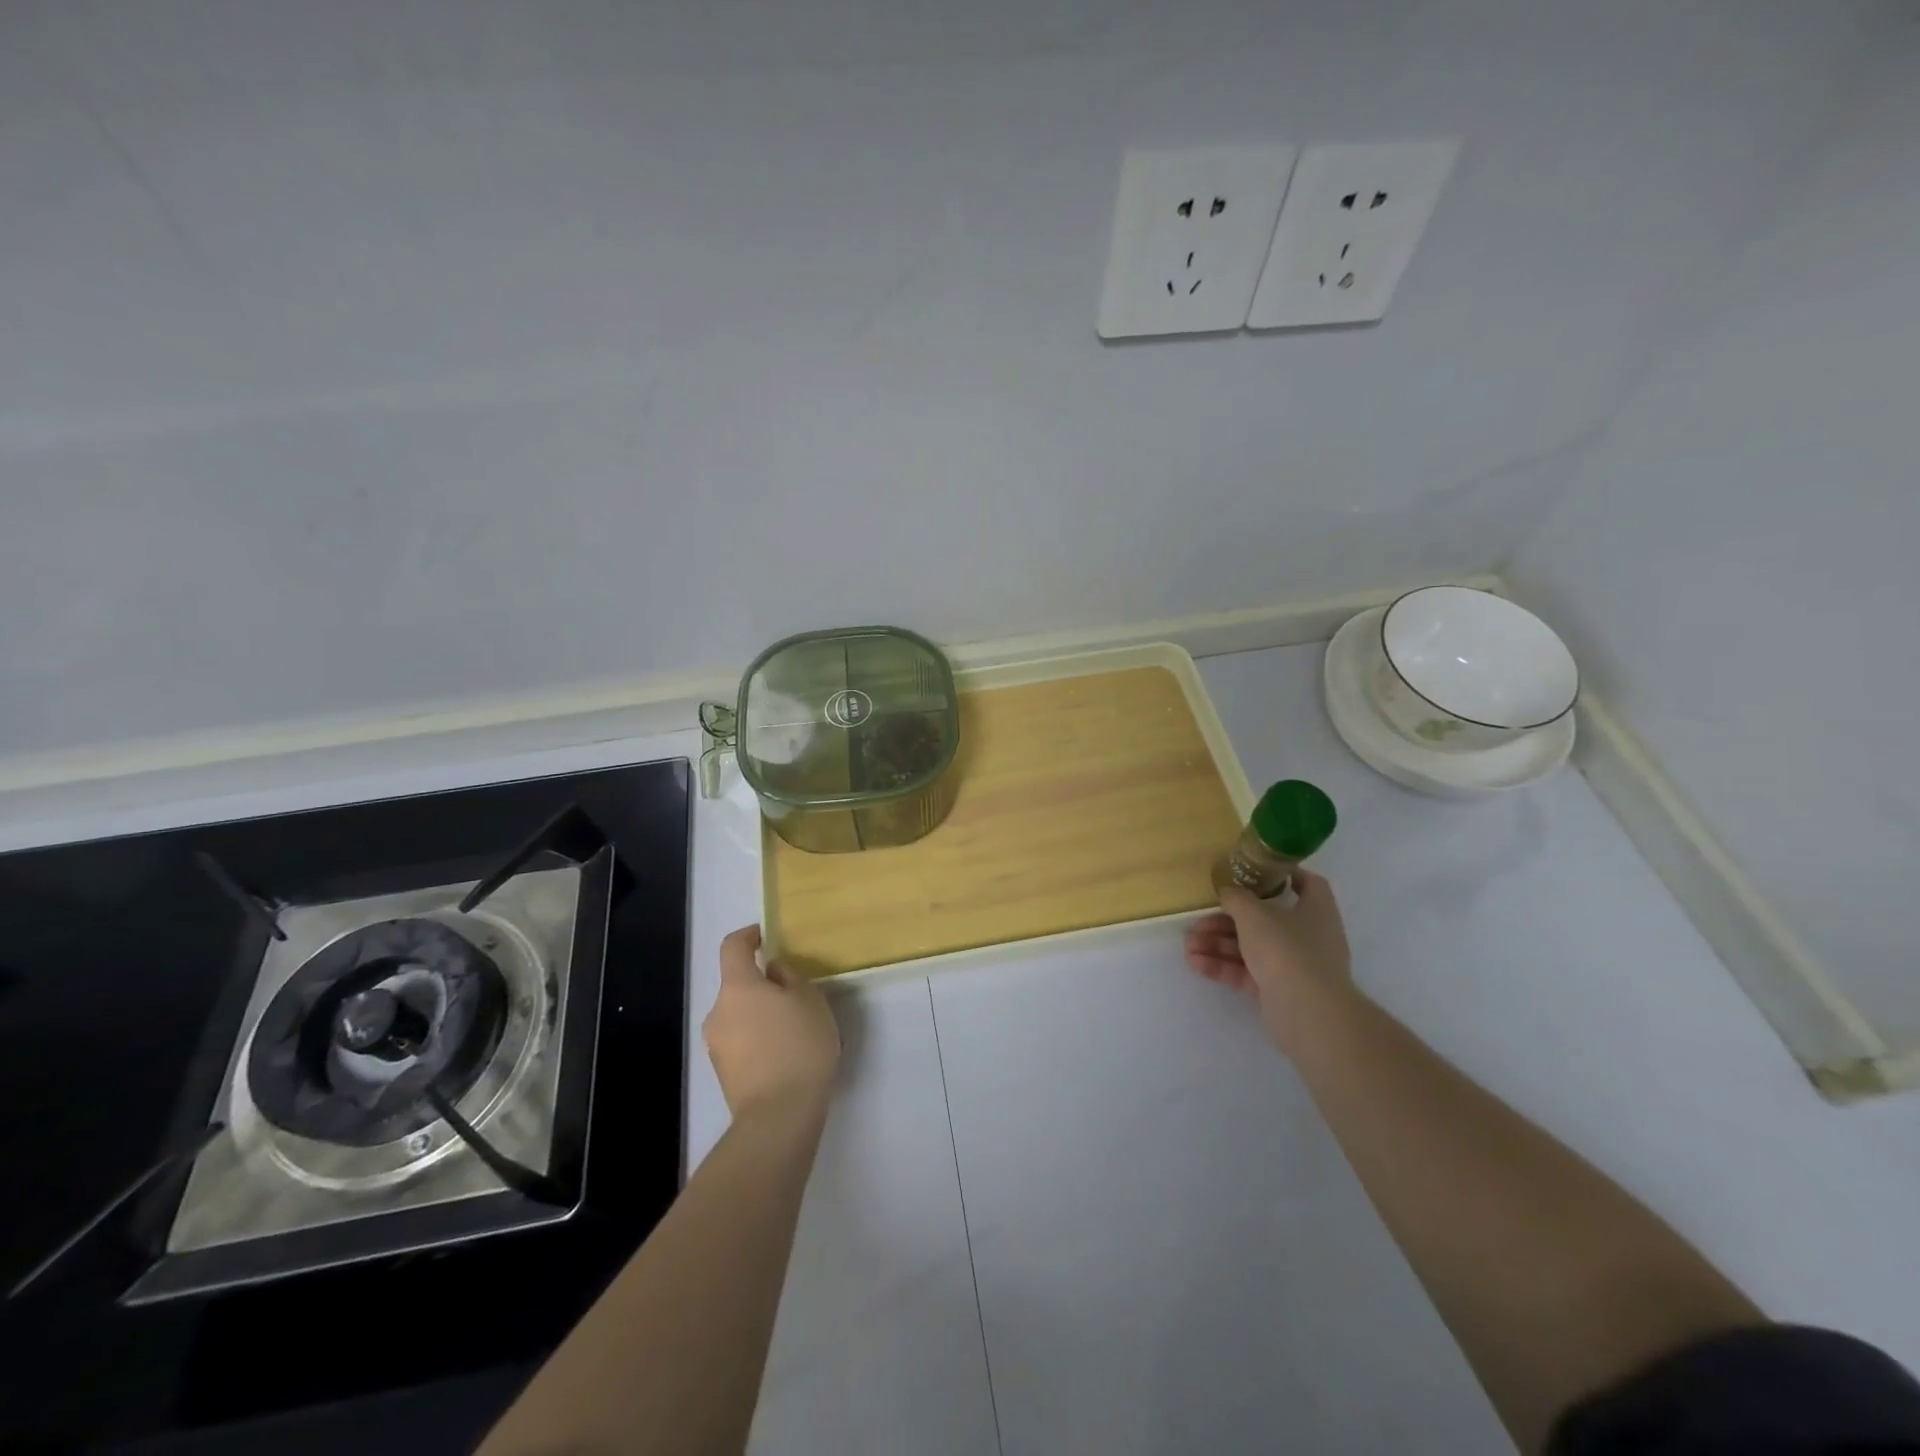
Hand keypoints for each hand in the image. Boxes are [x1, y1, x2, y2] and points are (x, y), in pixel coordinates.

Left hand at [703, 926, 840, 1122]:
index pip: (732, 947)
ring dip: (760, 1013)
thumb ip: (789, 976)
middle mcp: (718, 1011)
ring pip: (739, 1014)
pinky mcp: (723, 1072)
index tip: (765, 936)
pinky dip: (758, 1037)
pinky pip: (740, 1040)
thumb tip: (772, 972)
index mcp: (738, 987)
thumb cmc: (799, 1046)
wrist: (778, 1116)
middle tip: (794, 993)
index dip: (747, 936)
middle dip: (761, 984)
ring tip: (793, 1028)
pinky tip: (784, 1053)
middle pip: (737, 984)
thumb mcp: (809, 1000)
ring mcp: (716, 1044)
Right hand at [1184, 868, 1352, 1054]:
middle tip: (1199, 919)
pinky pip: (1246, 973)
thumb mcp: (1254, 914)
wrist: (1307, 1013)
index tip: (1253, 873)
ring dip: (1218, 944)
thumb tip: (1227, 890)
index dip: (1284, 875)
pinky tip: (1194, 962)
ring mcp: (1293, 966)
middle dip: (1227, 920)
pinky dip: (1222, 966)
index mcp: (1315, 910)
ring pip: (1251, 947)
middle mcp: (1308, 936)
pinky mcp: (1277, 991)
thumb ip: (1236, 898)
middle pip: (1264, 920)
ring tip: (1189, 944)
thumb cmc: (1286, 949)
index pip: (1308, 884)